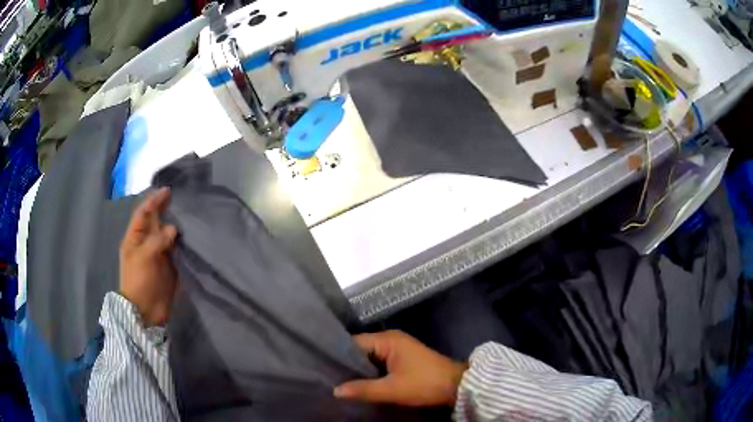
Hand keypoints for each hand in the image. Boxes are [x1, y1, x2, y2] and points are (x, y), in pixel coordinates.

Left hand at [119, 187, 178, 326]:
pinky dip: (183, 243)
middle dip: (165, 210)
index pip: (143, 214)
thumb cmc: (138, 282)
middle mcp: (146, 244)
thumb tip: (173, 228)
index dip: (154, 201)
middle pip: (155, 222)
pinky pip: (176, 251)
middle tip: (181, 200)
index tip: (168, 191)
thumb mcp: (143, 257)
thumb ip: (157, 240)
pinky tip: (191, 237)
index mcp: (135, 239)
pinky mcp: (169, 267)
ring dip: (176, 226)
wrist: (145, 312)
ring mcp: (158, 256)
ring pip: (167, 235)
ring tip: (189, 215)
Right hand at [334, 330, 467, 406]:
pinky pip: (379, 364)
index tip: (322, 368)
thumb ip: (363, 389)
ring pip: (369, 358)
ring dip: (358, 370)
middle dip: (347, 365)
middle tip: (327, 378)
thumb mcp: (393, 389)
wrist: (457, 387)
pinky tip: (358, 384)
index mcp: (388, 340)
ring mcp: (398, 349)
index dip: (338, 356)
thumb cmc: (425, 384)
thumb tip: (335, 390)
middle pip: (360, 350)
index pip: (353, 343)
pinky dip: (370, 373)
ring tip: (338, 382)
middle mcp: (391, 339)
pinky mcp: (402, 359)